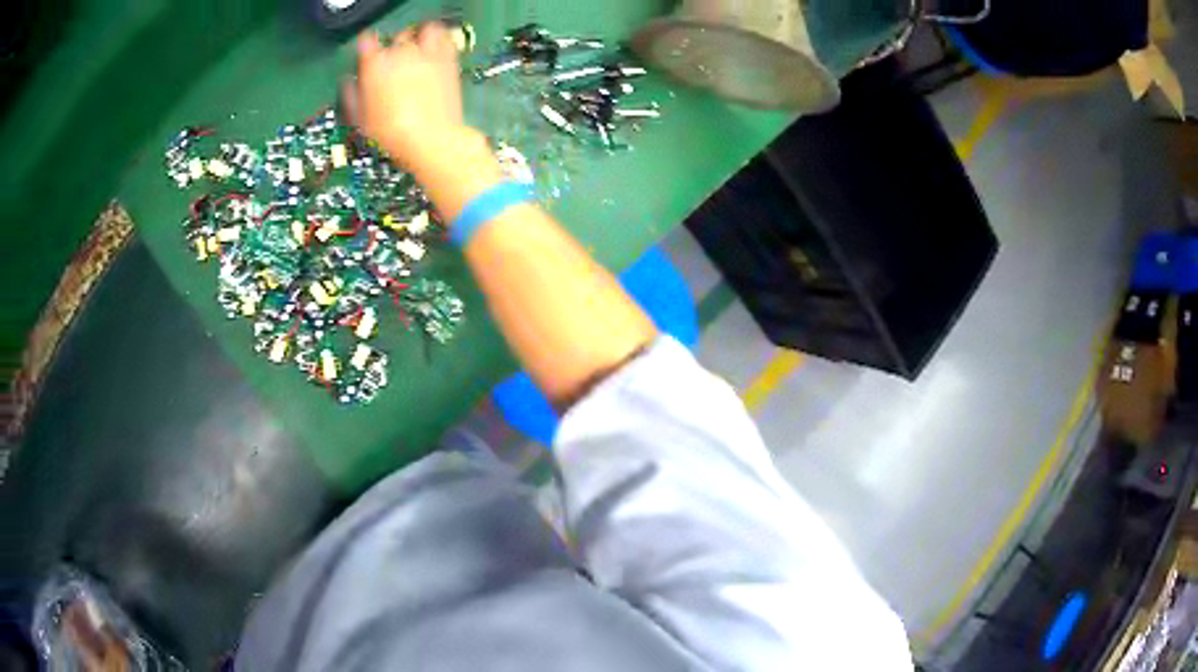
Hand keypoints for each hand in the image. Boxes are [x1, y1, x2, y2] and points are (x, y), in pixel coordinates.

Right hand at [344, 23, 465, 171]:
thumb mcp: (360, 119)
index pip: (366, 41)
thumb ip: (351, 95)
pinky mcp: (448, 60)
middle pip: (395, 37)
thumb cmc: (391, 134)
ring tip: (418, 47)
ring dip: (420, 36)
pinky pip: (446, 39)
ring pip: (424, 30)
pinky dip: (442, 41)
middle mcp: (400, 53)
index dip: (366, 47)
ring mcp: (426, 54)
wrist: (429, 139)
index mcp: (374, 65)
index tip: (367, 55)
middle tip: (393, 60)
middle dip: (393, 46)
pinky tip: (437, 51)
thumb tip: (348, 84)